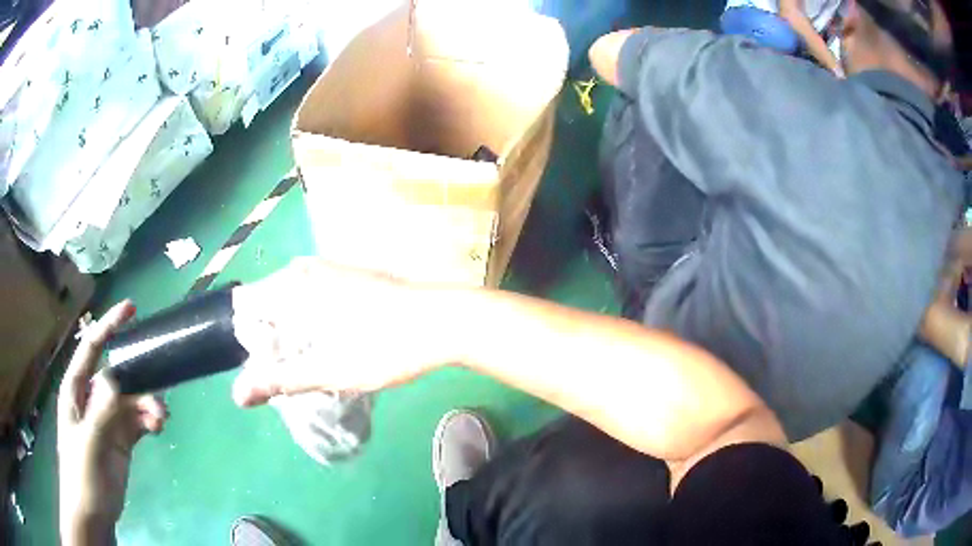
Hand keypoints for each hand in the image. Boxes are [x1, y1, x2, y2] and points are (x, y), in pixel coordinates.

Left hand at [58, 301, 167, 544]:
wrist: (92, 511)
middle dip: (139, 379)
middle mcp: (92, 398)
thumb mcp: (89, 442)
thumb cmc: (82, 473)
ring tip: (161, 420)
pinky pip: (138, 420)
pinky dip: (150, 420)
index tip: (131, 309)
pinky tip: (158, 428)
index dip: (109, 326)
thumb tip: (116, 378)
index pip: (92, 348)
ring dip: (148, 405)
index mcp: (77, 389)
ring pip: (131, 400)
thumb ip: (101, 410)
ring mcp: (108, 419)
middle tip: (159, 389)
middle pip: (118, 375)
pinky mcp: (121, 439)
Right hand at [231, 258, 456, 407]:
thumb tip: (237, 395)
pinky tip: (328, 343)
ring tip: (307, 361)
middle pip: (267, 304)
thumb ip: (279, 380)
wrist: (443, 320)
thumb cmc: (383, 346)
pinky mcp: (349, 276)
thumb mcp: (328, 370)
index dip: (246, 338)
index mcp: (292, 285)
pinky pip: (313, 296)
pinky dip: (310, 321)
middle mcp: (305, 269)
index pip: (245, 305)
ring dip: (291, 331)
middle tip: (287, 370)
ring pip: (291, 301)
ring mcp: (329, 269)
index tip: (261, 364)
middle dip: (269, 338)